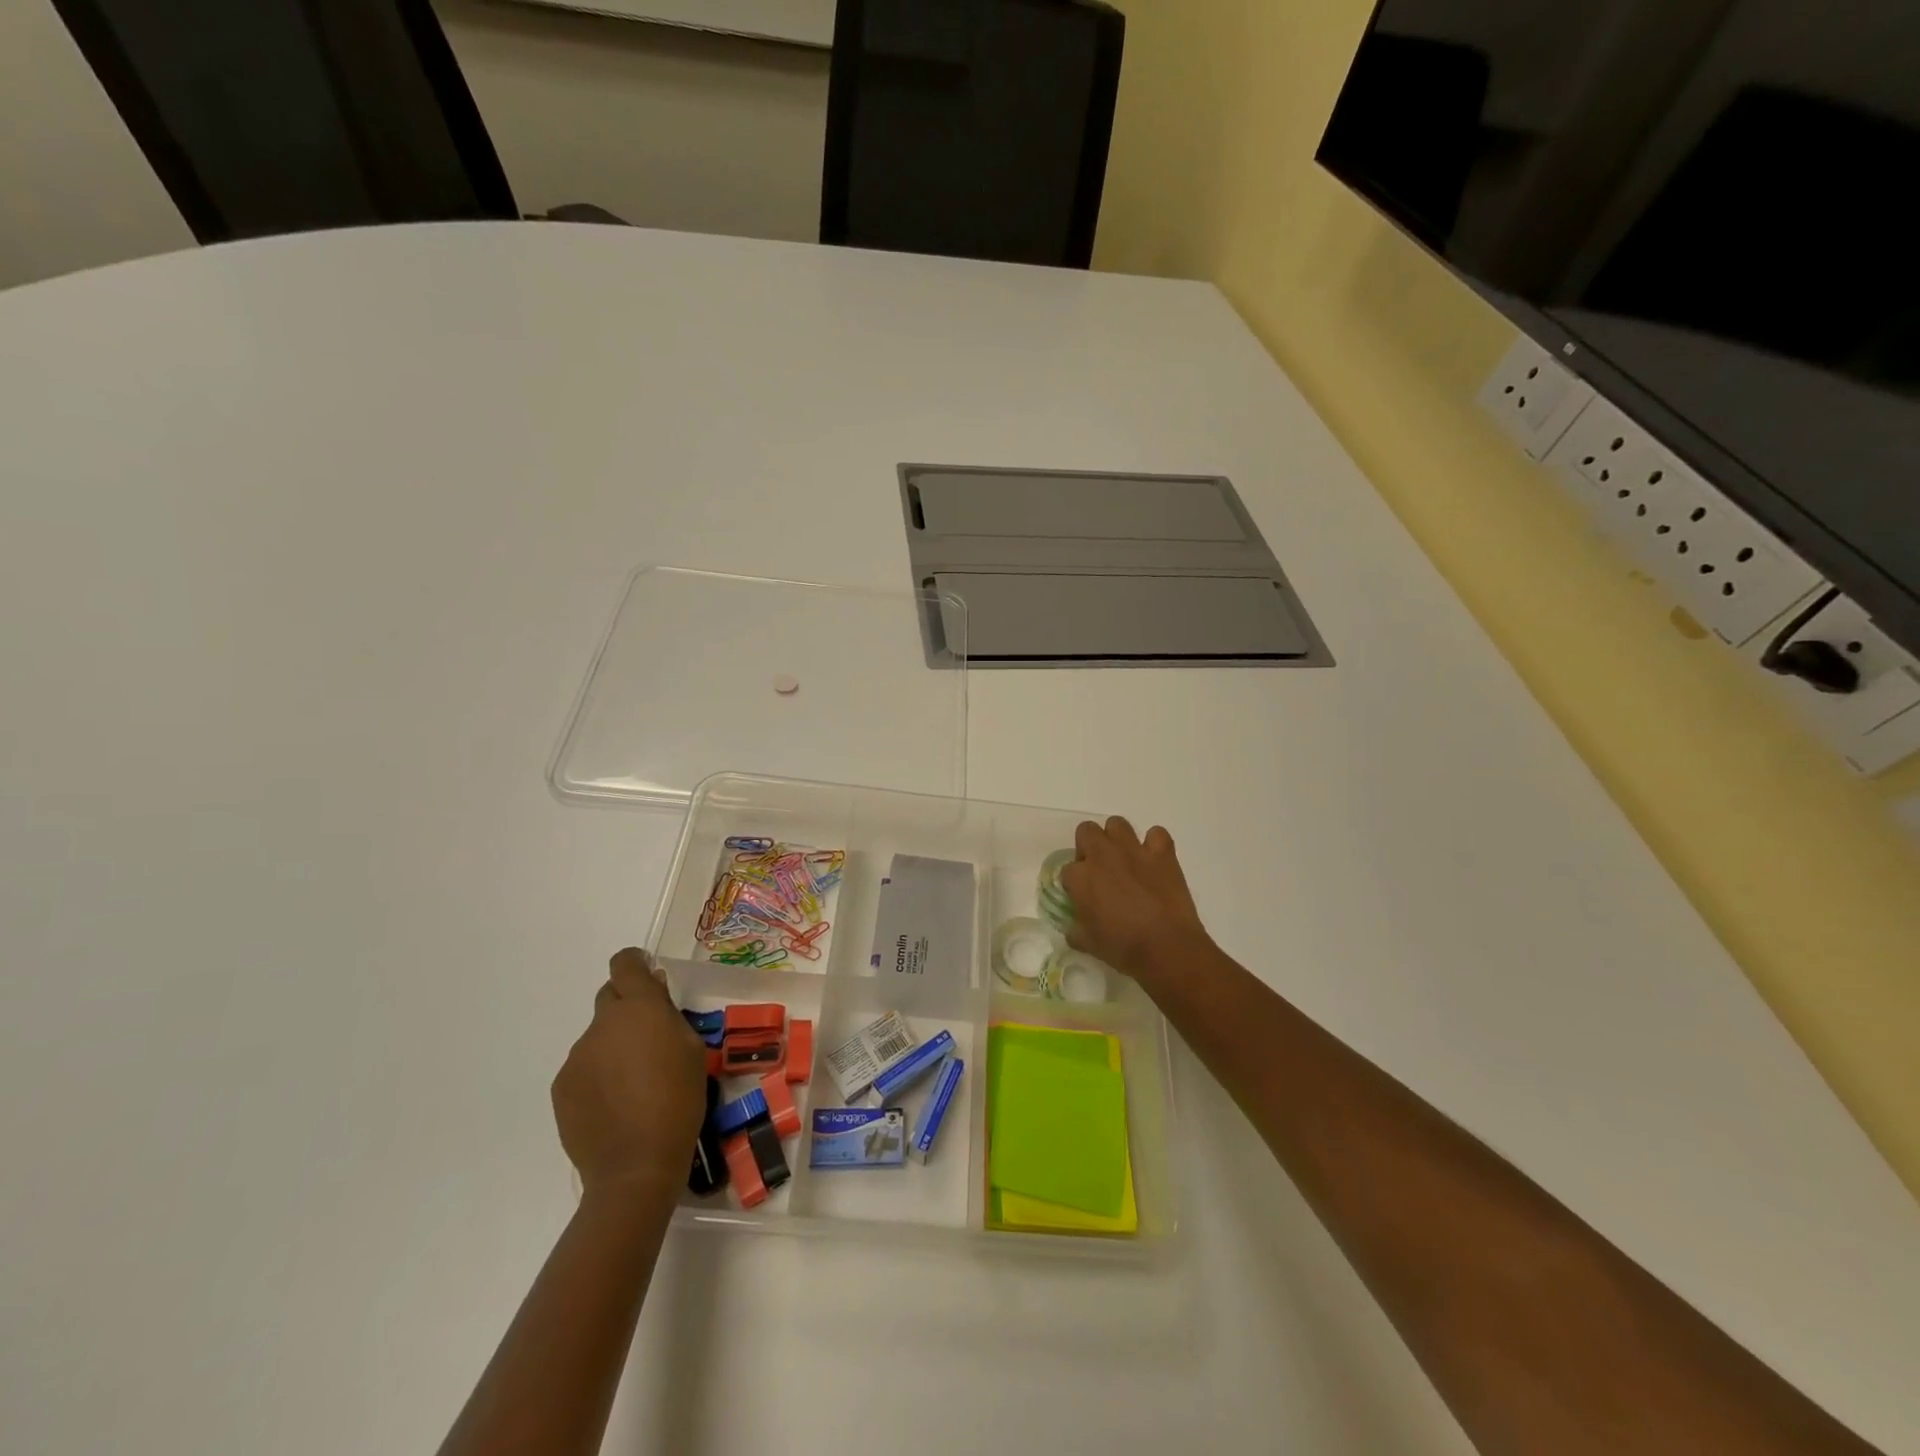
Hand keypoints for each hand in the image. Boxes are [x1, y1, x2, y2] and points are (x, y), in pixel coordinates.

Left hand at [552, 949, 706, 1198]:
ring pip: (599, 1036)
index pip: (624, 964)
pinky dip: (599, 1074)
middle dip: (628, 1008)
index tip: (649, 978)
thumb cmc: (679, 1100)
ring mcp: (577, 1056)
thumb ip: (669, 1015)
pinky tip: (615, 1103)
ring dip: (614, 1045)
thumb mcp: (692, 1049)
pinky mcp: (562, 1086)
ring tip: (634, 1082)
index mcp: (638, 1008)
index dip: (635, 964)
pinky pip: (585, 1066)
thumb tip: (654, 994)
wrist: (635, 1166)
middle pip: (610, 997)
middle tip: (649, 1037)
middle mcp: (602, 1024)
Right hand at [1060, 817, 1212, 984]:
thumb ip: (1075, 929)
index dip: (1074, 884)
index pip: (1067, 870)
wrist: (1166, 948)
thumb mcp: (1088, 943)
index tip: (1082, 897)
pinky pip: (1157, 834)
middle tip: (1099, 870)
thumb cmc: (1122, 948)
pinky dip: (1154, 844)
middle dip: (1088, 846)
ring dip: (1116, 838)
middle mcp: (1103, 855)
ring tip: (1124, 859)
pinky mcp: (1162, 853)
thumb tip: (1074, 927)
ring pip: (1117, 824)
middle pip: (1086, 831)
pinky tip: (1154, 860)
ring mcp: (1133, 850)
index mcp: (1081, 877)